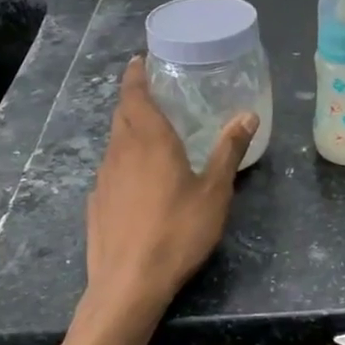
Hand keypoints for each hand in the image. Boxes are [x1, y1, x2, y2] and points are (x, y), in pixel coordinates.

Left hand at [85, 57, 256, 309]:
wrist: (128, 284)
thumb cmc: (178, 231)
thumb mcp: (214, 191)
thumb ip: (228, 151)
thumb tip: (248, 114)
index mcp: (150, 140)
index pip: (135, 94)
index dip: (136, 75)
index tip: (139, 61)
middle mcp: (121, 152)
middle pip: (122, 115)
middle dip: (133, 99)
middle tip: (154, 94)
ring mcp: (103, 179)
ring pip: (114, 143)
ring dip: (128, 131)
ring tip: (151, 135)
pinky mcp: (96, 204)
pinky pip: (110, 170)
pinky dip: (123, 161)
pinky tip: (138, 181)